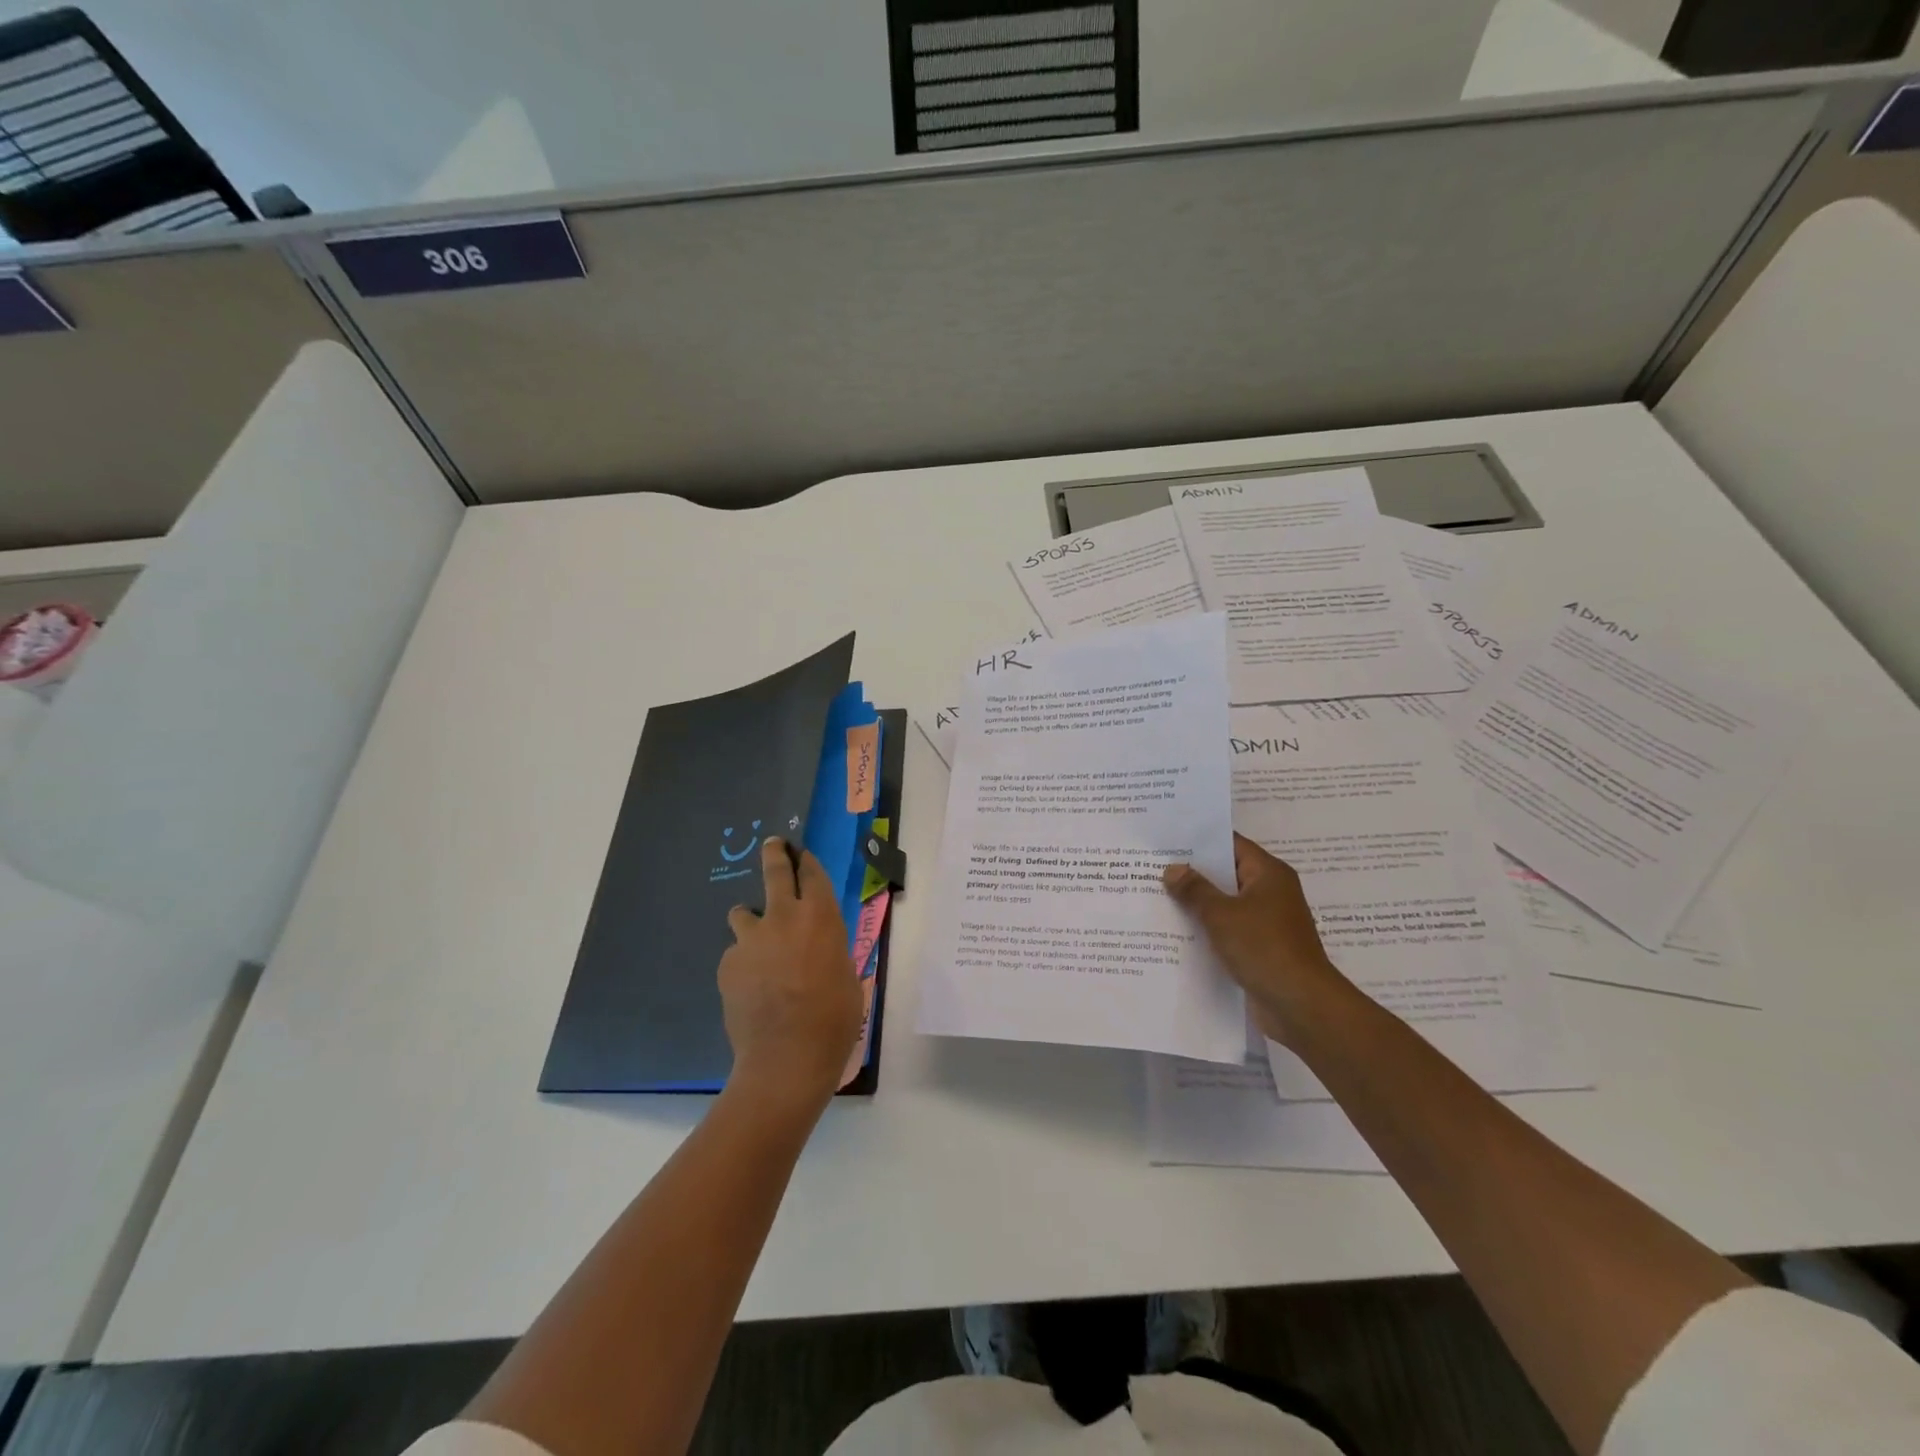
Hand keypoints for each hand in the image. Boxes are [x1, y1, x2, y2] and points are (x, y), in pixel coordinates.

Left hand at [719, 837, 862, 1106]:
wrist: (785, 1058)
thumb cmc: (833, 1019)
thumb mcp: (847, 978)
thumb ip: (831, 952)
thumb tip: (819, 950)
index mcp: (820, 917)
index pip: (812, 873)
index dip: (807, 861)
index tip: (802, 854)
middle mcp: (783, 917)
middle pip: (775, 872)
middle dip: (774, 854)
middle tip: (773, 844)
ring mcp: (750, 940)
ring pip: (743, 912)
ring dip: (751, 918)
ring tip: (757, 940)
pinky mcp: (727, 965)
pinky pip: (736, 954)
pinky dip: (743, 962)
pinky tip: (752, 988)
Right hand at [1163, 834, 1350, 1045]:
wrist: (1301, 1005)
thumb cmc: (1264, 947)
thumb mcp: (1221, 914)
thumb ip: (1195, 889)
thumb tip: (1172, 869)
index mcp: (1268, 874)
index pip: (1231, 844)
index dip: (1200, 841)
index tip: (1167, 840)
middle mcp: (1271, 892)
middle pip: (1226, 874)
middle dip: (1192, 873)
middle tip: (1153, 867)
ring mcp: (1267, 922)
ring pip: (1225, 904)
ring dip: (1198, 904)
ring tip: (1157, 897)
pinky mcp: (1261, 948)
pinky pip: (1229, 929)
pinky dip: (1208, 929)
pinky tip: (1177, 932)